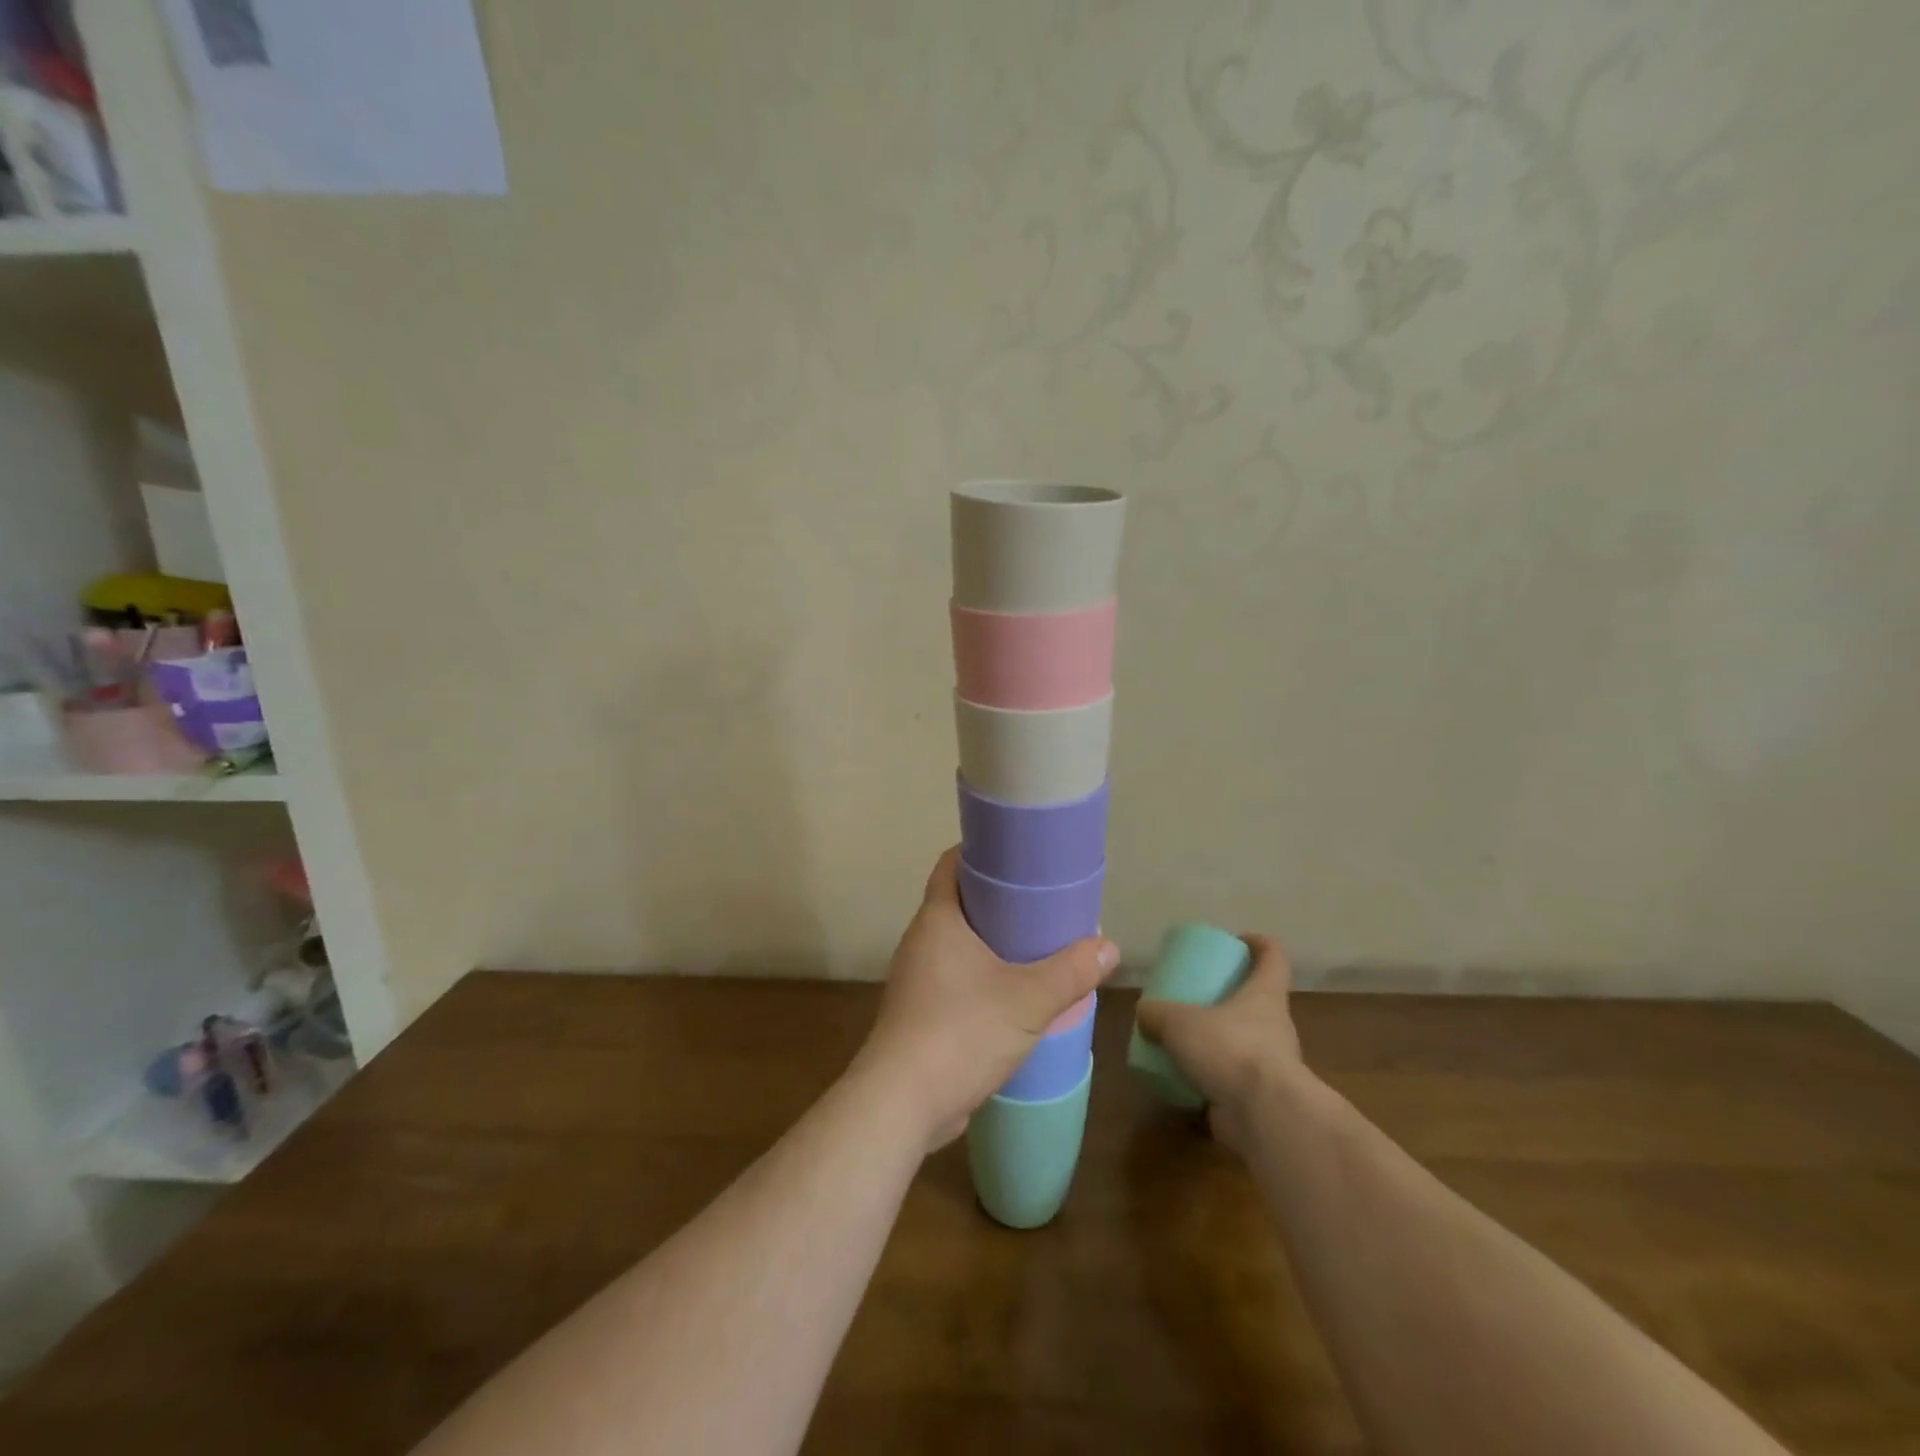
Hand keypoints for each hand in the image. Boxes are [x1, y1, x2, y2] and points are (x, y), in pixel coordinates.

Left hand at [851, 847, 1119, 1152]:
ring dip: (992, 941)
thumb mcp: (1028, 1000)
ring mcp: (918, 979)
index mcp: (938, 919)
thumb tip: (1108, 946)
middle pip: (960, 902)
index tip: (1018, 853)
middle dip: (998, 899)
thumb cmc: (961, 1032)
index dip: (981, 852)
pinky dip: (983, 975)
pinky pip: (956, 977)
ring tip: (1036, 944)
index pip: (952, 864)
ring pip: (959, 943)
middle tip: (1041, 900)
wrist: (902, 1103)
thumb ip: (1071, 972)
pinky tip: (1015, 992)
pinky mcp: (921, 1012)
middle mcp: (922, 941)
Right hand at [1134, 934, 1303, 1154]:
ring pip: (1243, 1041)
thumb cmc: (1230, 1050)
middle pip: (1256, 1000)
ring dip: (1218, 1040)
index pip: (1273, 957)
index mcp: (1264, 996)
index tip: (1237, 940)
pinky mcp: (1260, 1098)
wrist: (1266, 1117)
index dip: (1258, 943)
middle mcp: (1274, 1026)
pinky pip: (1233, 1079)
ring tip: (1183, 1039)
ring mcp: (1271, 1064)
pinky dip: (1212, 1077)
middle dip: (1227, 996)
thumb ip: (1157, 1014)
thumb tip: (1144, 1013)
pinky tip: (1183, 1079)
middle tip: (1194, 995)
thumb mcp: (1180, 1022)